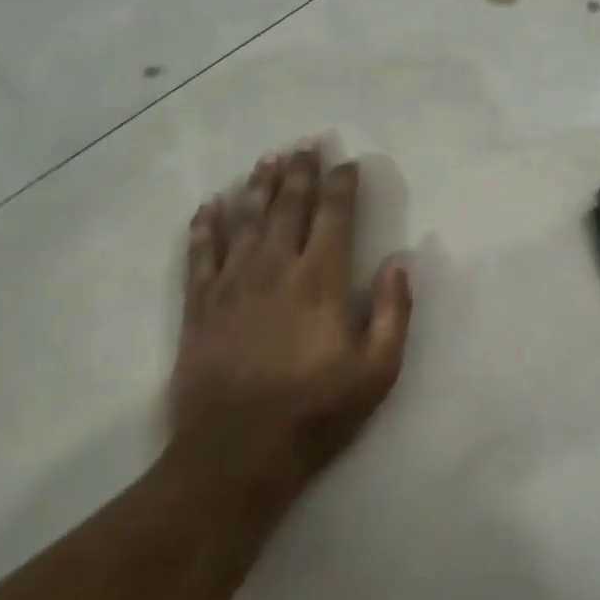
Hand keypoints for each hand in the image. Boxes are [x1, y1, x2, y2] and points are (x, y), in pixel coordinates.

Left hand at [165, 143, 412, 519]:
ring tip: (267, 159)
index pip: (334, 216)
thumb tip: (400, 262)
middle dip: (300, 172)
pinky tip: (209, 205)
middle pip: (288, 207)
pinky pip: (201, 255)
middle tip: (305, 143)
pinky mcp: (200, 308)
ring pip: (245, 220)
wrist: (235, 456)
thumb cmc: (314, 414)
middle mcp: (273, 269)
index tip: (348, 162)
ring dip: (258, 186)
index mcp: (319, 281)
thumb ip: (393, 313)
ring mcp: (231, 285)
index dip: (342, 185)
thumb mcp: (376, 373)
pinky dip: (205, 226)